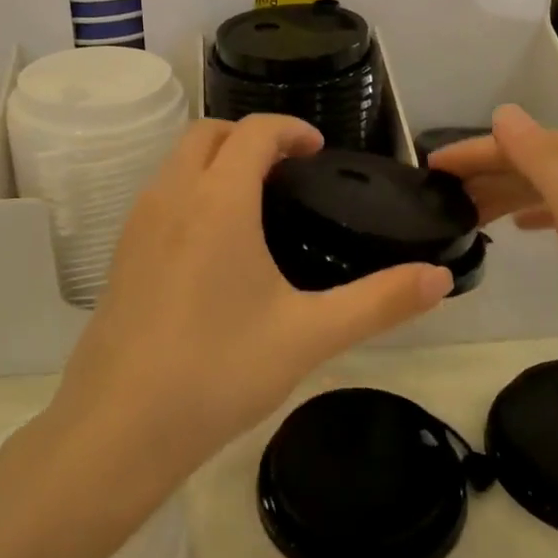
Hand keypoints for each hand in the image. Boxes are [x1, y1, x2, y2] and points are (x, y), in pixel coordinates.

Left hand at [46, 115, 452, 490]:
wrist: (118, 429)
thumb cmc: (218, 371)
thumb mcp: (309, 335)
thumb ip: (379, 302)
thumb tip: (439, 279)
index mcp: (218, 200)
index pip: (254, 131)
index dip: (290, 129)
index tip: (317, 151)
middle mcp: (171, 196)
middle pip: (208, 133)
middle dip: (249, 136)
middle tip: (288, 171)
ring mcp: (137, 224)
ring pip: (177, 162)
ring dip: (216, 160)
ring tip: (256, 203)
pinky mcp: (120, 255)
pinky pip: (160, 195)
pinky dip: (191, 190)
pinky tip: (214, 247)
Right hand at [430, 105, 557, 424]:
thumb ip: (544, 162)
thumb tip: (504, 113)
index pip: (533, 143)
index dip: (479, 152)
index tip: (432, 167)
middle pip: (546, 161)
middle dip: (492, 173)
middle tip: (442, 195)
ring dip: (512, 193)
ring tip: (469, 211)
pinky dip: (542, 212)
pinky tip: (521, 226)